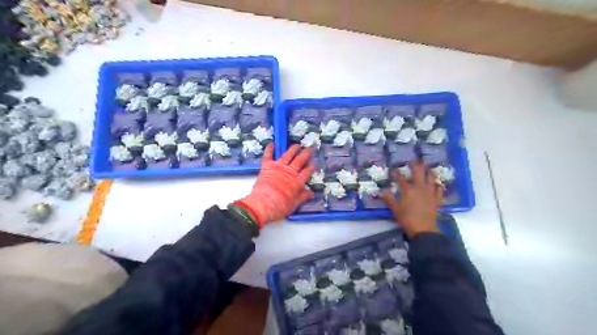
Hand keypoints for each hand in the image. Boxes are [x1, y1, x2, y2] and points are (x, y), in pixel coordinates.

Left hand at [234, 144, 313, 227]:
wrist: (262, 205)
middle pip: (300, 159)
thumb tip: (311, 193)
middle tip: (310, 148)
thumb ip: (302, 197)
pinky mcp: (267, 166)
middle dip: (306, 153)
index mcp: (297, 181)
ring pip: (288, 154)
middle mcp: (290, 171)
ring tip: (297, 145)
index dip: (312, 166)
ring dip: (293, 148)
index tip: (314, 163)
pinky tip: (272, 143)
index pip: (308, 171)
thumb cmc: (279, 207)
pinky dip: (270, 149)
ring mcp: (278, 167)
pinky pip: (268, 155)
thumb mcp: (293, 205)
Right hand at [382, 159, 441, 236]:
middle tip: (413, 161)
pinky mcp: (437, 199)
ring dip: (428, 172)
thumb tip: (381, 191)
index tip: (393, 169)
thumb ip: (389, 198)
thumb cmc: (407, 218)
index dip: (396, 172)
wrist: (423, 229)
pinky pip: (439, 189)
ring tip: (427, 168)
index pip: (400, 177)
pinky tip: (436, 184)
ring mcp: (430, 192)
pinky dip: (437, 185)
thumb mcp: (395, 209)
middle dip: (415, 165)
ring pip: (431, 177)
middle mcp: (420, 187)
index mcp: (408, 189)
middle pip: (418, 172)